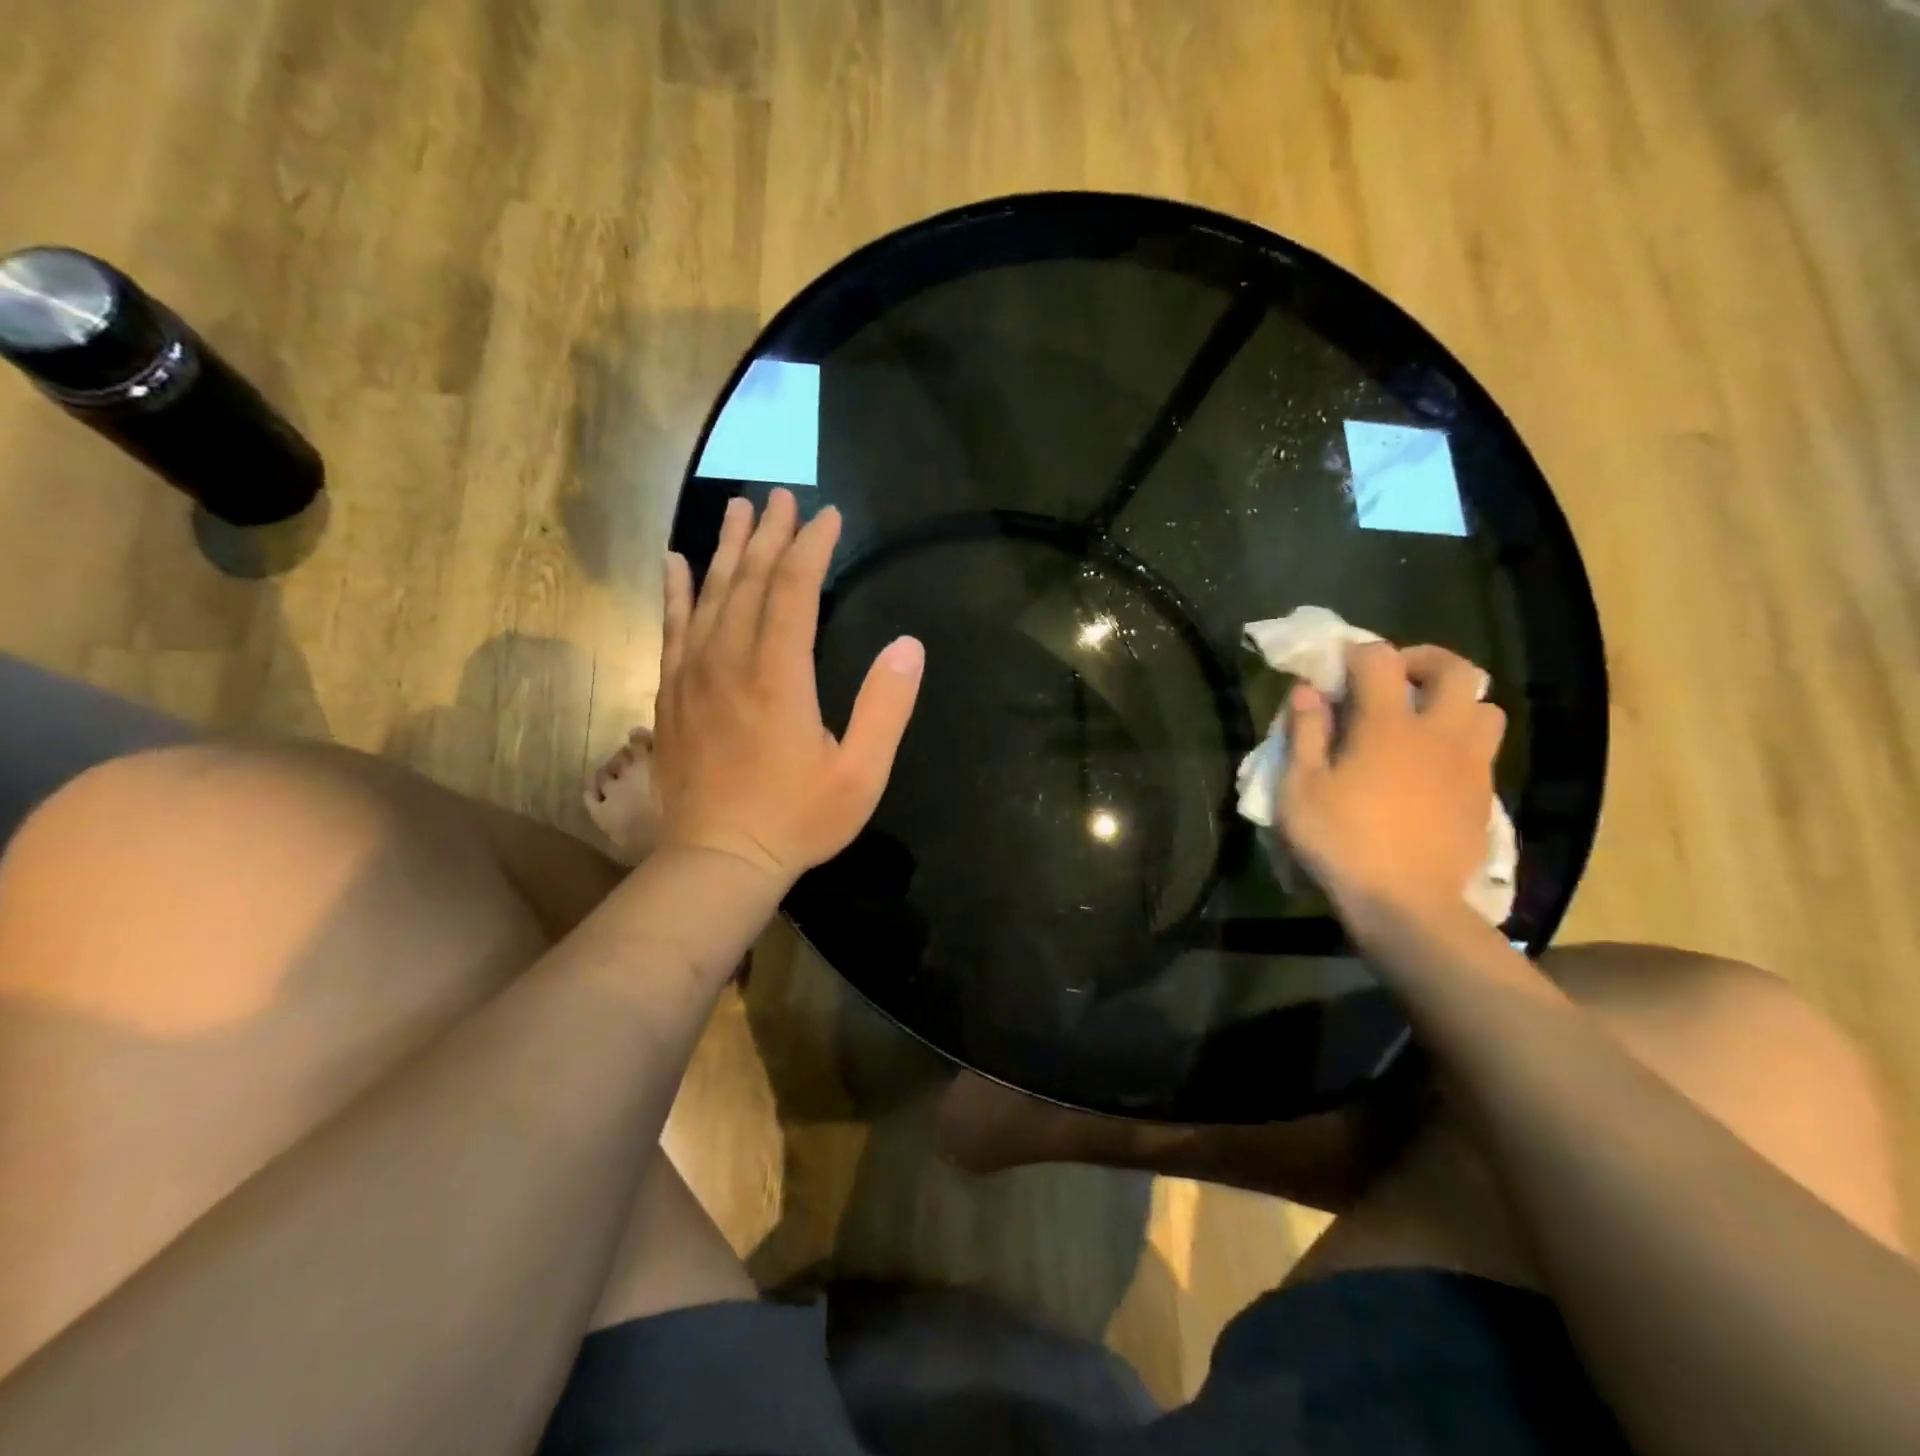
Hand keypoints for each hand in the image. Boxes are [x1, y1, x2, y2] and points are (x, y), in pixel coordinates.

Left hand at [651, 489, 924, 884]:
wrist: (718, 859)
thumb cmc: (797, 819)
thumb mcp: (861, 773)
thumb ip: (886, 706)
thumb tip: (909, 644)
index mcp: (779, 675)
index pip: (794, 590)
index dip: (812, 548)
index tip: (829, 516)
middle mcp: (730, 661)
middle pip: (749, 581)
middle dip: (771, 535)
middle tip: (784, 497)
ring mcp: (693, 675)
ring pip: (709, 595)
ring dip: (727, 549)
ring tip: (739, 509)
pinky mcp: (672, 693)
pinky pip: (672, 628)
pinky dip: (676, 591)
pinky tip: (676, 563)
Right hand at [1277, 642, 1504, 923]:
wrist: (1407, 904)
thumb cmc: (1342, 841)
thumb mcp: (1300, 788)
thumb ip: (1304, 733)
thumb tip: (1305, 691)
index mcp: (1387, 725)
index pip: (1380, 659)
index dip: (1357, 652)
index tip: (1337, 666)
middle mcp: (1437, 733)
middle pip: (1457, 669)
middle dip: (1424, 660)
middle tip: (1394, 677)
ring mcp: (1468, 764)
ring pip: (1485, 708)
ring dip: (1455, 702)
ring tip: (1421, 721)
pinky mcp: (1483, 796)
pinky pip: (1483, 749)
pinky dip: (1460, 741)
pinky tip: (1430, 767)